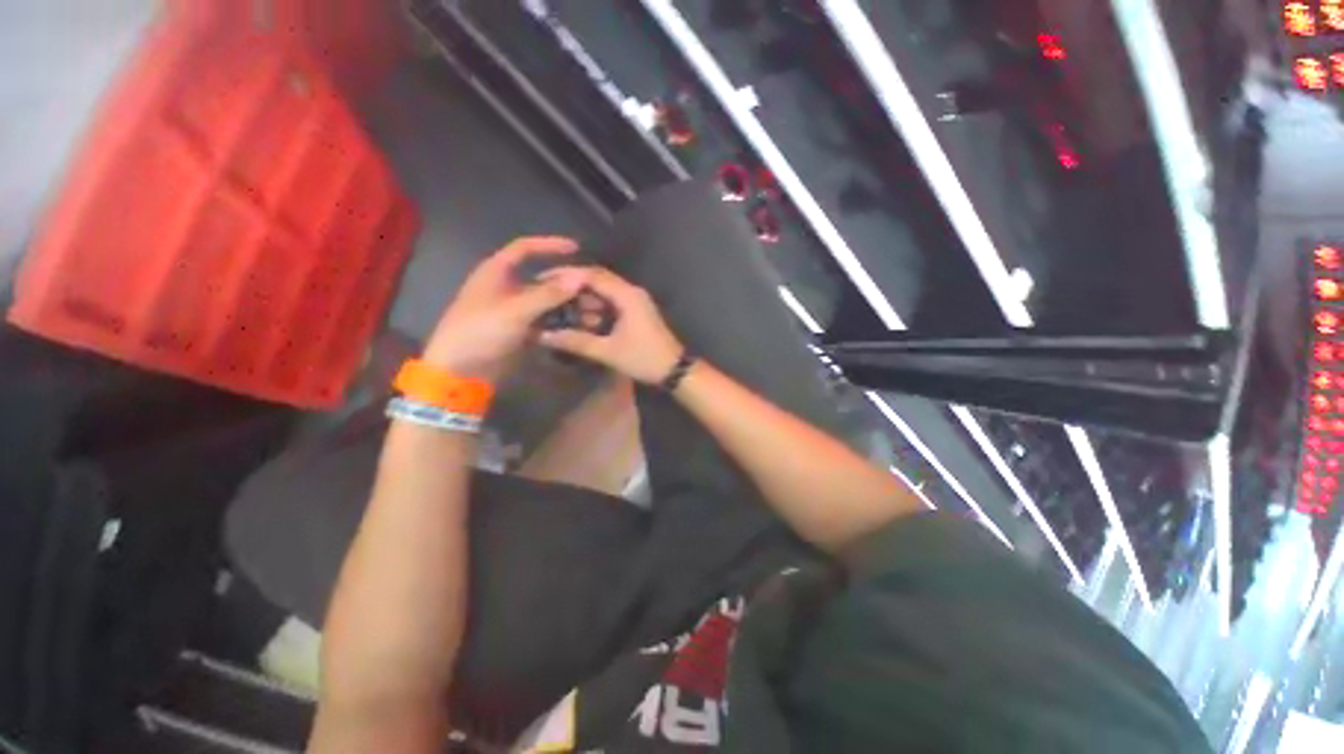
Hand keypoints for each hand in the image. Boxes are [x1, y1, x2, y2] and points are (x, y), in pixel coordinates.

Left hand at [423, 237, 591, 380]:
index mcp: (496, 272)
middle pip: (543, 279)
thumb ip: (549, 294)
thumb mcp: (515, 310)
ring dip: (568, 306)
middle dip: (567, 284)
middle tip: (592, 292)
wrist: (460, 371)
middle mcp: (507, 287)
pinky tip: (579, 328)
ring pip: (547, 302)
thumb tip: (581, 276)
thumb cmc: (479, 332)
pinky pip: (545, 321)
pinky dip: (561, 323)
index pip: (525, 248)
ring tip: (592, 313)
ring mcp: (515, 310)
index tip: (576, 248)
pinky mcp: (520, 330)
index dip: (550, 245)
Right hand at [538, 268, 684, 384]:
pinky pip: (610, 302)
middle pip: (597, 279)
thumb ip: (576, 341)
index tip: (541, 280)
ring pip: (603, 291)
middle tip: (546, 293)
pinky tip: (580, 318)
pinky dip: (594, 307)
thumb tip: (544, 335)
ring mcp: (635, 301)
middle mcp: (631, 291)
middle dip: (571, 286)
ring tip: (559, 308)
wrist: (674, 370)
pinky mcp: (635, 311)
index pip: (591, 275)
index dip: (565, 275)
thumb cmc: (643, 359)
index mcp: (627, 295)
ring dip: (583, 298)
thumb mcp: (608, 351)